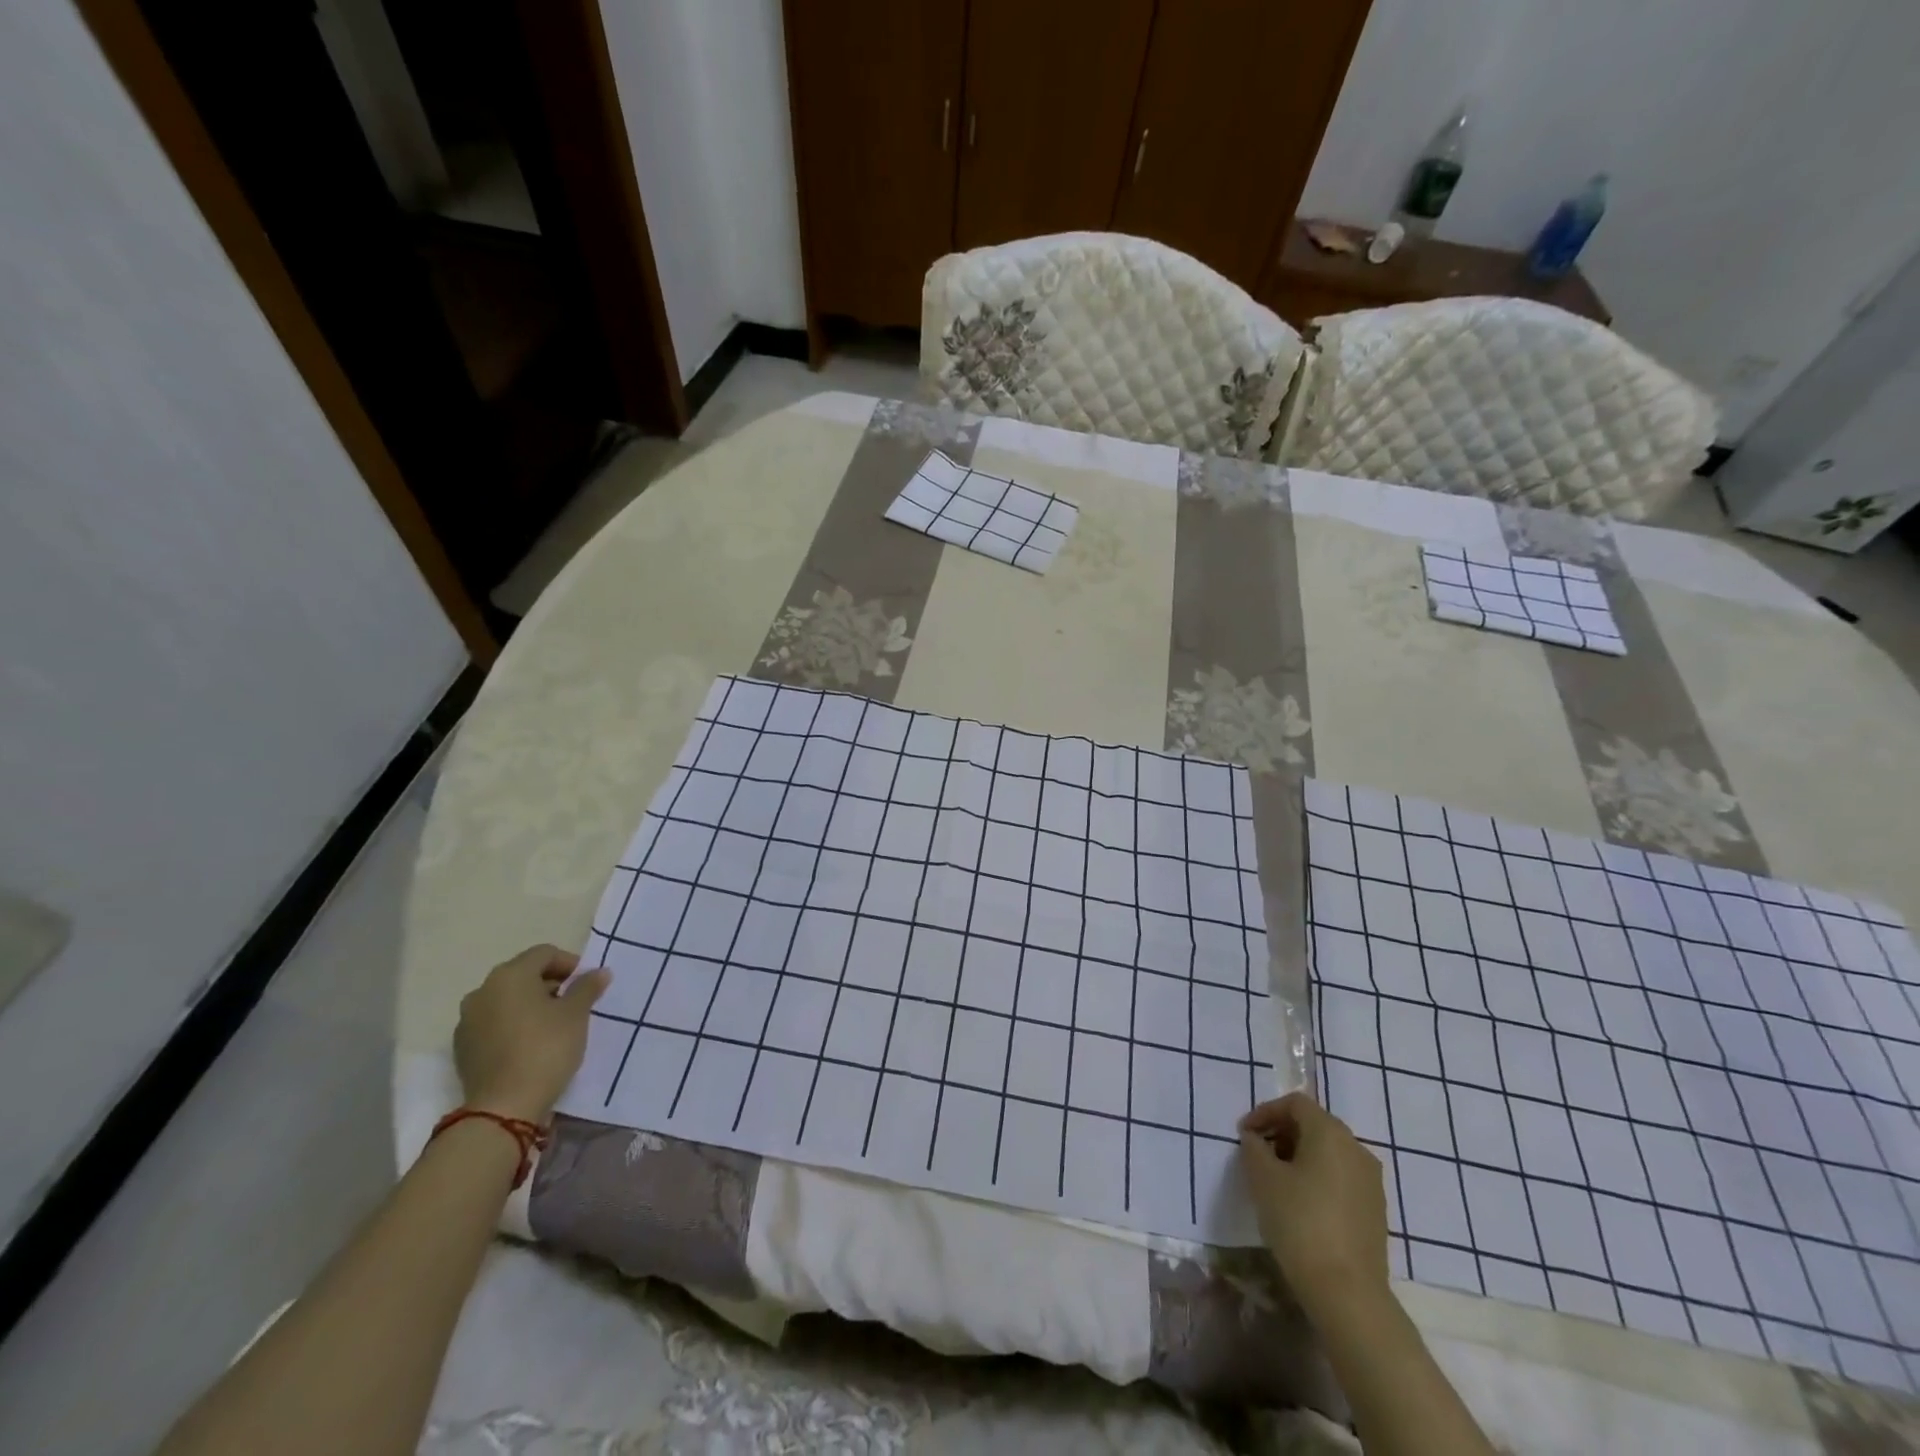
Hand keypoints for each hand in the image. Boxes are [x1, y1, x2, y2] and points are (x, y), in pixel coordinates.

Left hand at [453, 945, 607, 1123]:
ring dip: (530, 1005)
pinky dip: (513, 1026)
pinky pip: (493, 1024)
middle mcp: (482, 991)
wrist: (504, 1107)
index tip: (587, 984)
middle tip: (574, 1003)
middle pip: (522, 975)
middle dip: (550, 984)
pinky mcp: (463, 1049)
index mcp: (509, 976)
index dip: (570, 964)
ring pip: (506, 1001)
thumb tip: (599, 972)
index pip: (544, 954)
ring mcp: (467, 1021)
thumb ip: (587, 987)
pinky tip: (530, 1044)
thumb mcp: (576, 1014)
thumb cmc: (546, 1048)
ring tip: (553, 1025)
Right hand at [1239, 1092, 1390, 1320]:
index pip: (1295, 1104)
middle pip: (1314, 1124)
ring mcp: (1371, 1181)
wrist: (1347, 1292)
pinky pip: (1341, 1177)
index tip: (1244, 1134)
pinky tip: (1300, 1202)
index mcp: (1330, 1132)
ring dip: (1299, 1155)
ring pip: (1329, 1152)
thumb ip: (1254, 1147)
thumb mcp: (1263, 1178)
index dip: (1265, 1112)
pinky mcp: (1375, 1209)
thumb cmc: (1299, 1222)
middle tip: (1257, 1153)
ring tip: (1275, 1179)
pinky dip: (1318, 1177)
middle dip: (1282, 1133)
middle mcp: (1356, 1148)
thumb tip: (1255, 1138)